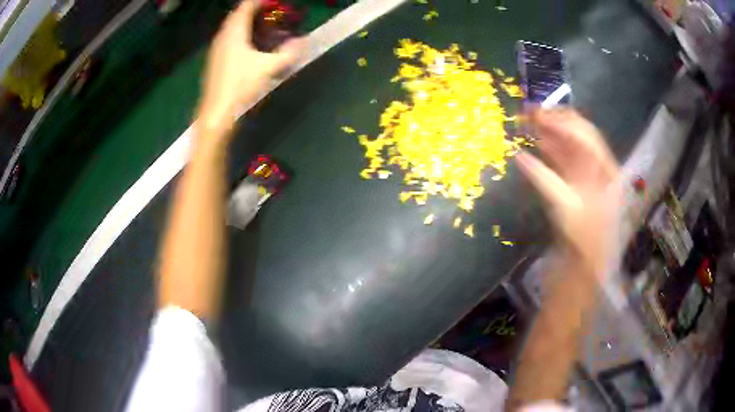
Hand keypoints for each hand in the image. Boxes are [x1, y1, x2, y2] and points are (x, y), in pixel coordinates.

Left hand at [197, 0, 302, 135]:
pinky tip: (252, 46)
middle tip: (274, 13)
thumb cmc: (240, 87)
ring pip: (232, 27)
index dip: (261, 1)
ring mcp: (216, 49)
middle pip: (238, 15)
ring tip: (266, 27)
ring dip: (248, 23)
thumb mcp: (269, 68)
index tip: (277, 3)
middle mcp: (222, 37)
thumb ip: (289, 52)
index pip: (246, 6)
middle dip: (256, 10)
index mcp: (234, 33)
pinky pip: (229, 39)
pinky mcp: (215, 61)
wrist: (216, 115)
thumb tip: (303, 41)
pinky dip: (242, 35)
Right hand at [517, 108, 620, 276]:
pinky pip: (564, 161)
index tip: (536, 113)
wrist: (585, 266)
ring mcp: (588, 175)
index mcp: (605, 171)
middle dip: (554, 121)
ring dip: (549, 133)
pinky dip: (549, 150)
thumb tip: (519, 156)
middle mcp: (599, 168)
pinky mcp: (577, 184)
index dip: (561, 121)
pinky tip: (536, 143)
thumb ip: (543, 180)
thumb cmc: (582, 241)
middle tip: (528, 113)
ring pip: (569, 146)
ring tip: (527, 123)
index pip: (585, 135)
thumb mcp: (566, 209)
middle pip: (578, 135)